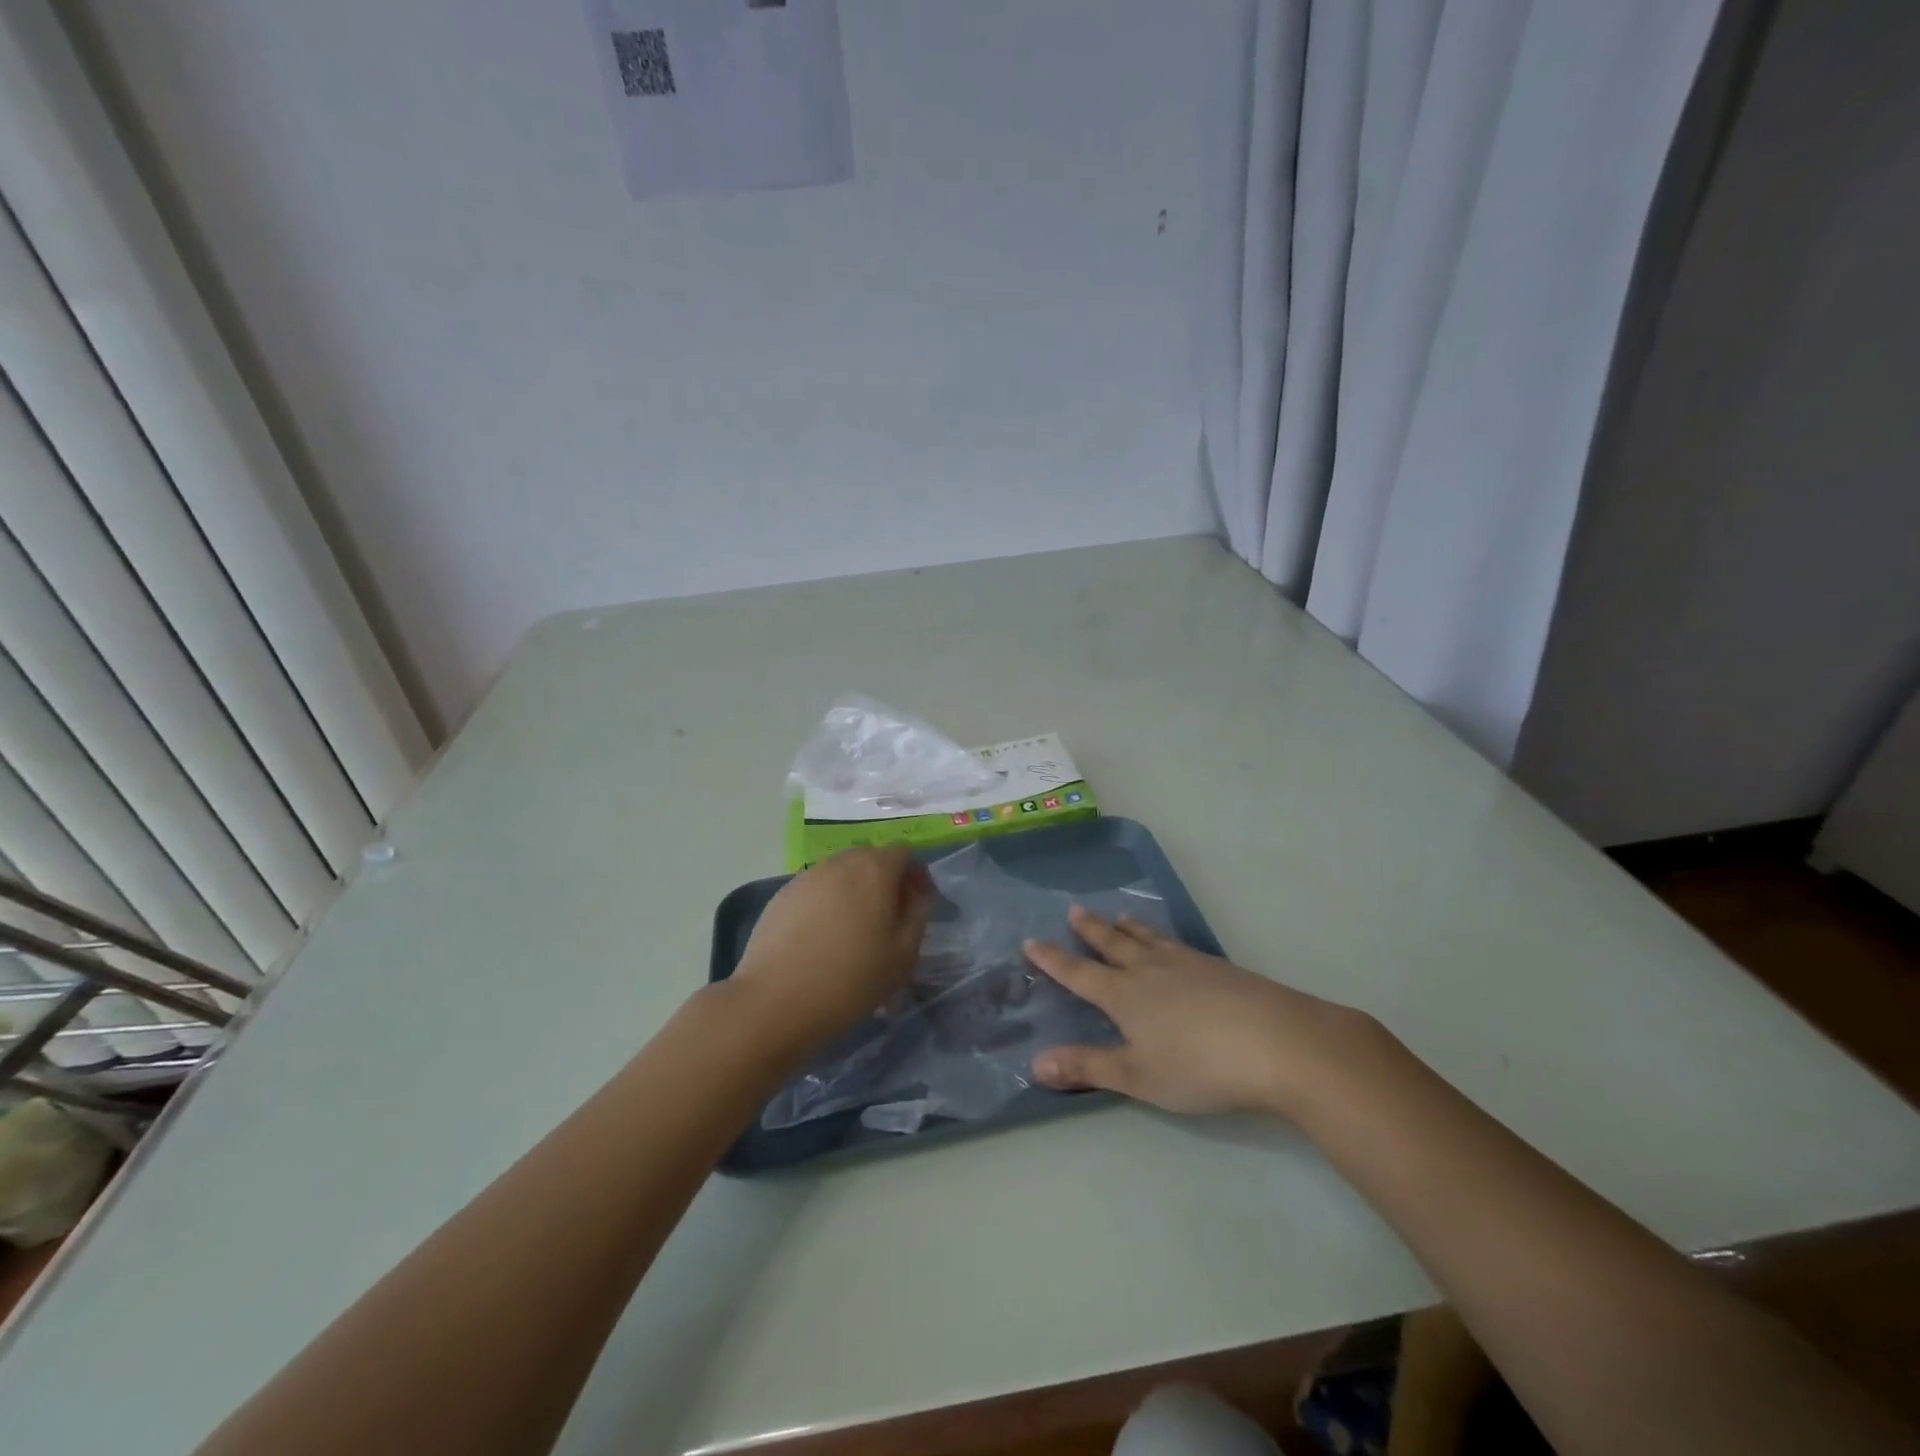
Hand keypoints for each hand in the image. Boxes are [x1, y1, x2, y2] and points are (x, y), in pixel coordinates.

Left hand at [729, 844, 931, 1057]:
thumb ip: (918, 913)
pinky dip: (827, 904)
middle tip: (887, 922)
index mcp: (875, 869)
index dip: (915, 875)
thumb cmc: (850, 979)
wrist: (774, 1002)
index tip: (916, 907)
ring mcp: (807, 876)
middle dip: (885, 882)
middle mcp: (840, 862)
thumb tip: (916, 892)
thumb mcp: (903, 953)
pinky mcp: (782, 895)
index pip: (904, 852)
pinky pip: (816, 890)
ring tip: (852, 933)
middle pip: (871, 859)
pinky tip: (821, 940)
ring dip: (854, 893)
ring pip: (841, 874)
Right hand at [1024, 906, 1368, 1116]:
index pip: (1079, 974)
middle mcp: (1150, 970)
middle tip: (1074, 910)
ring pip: (1148, 939)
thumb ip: (1088, 1067)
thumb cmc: (1200, 1066)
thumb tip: (1035, 1062)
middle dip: (1090, 930)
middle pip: (1113, 944)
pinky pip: (1176, 943)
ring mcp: (1187, 964)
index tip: (1031, 941)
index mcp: (1125, 995)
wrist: (1279, 1042)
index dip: (1053, 960)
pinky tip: (1172, 945)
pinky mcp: (1219, 968)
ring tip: (1118, 916)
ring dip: (1128, 928)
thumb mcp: (1137, 1076)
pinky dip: (1161, 937)